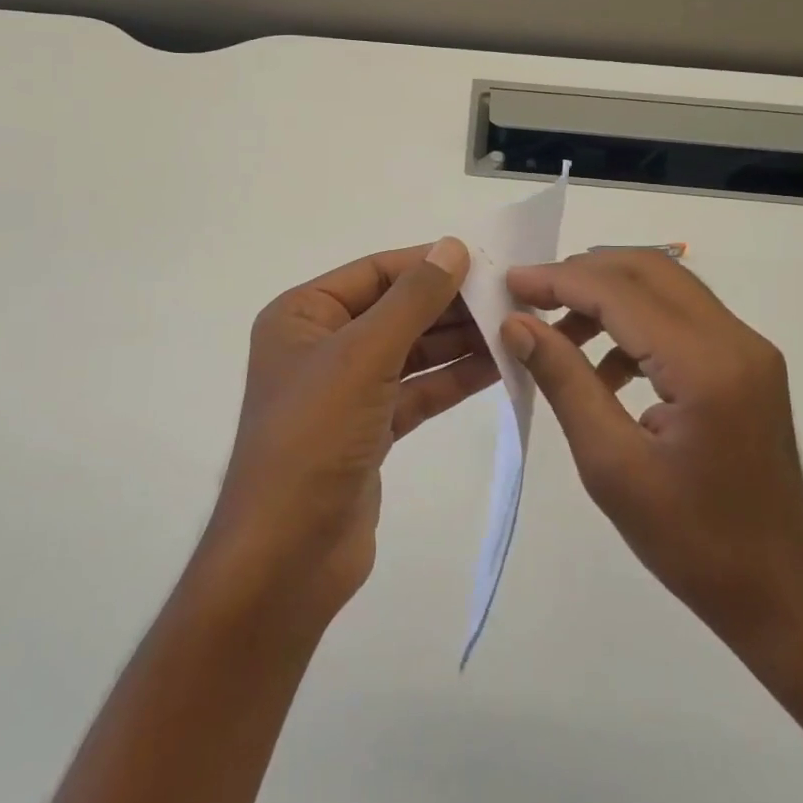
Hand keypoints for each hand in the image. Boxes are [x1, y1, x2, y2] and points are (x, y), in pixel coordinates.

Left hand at [201, 238, 497, 627]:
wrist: (287, 556)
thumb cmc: (315, 437)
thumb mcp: (363, 355)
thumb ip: (412, 299)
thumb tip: (452, 246)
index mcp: (302, 315)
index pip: (374, 272)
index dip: (427, 263)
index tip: (485, 260)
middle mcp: (321, 345)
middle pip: (395, 310)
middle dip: (449, 305)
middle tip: (510, 296)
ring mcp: (346, 389)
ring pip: (410, 351)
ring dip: (458, 341)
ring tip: (515, 327)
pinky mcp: (369, 429)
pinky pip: (417, 390)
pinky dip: (453, 379)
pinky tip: (499, 366)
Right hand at [502, 250, 802, 662]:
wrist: (780, 595)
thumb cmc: (691, 542)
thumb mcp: (610, 464)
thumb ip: (564, 381)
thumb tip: (517, 324)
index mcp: (705, 366)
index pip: (620, 293)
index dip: (559, 280)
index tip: (510, 283)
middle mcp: (736, 340)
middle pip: (649, 270)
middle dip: (583, 273)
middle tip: (531, 295)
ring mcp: (748, 349)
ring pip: (667, 287)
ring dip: (609, 295)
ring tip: (558, 332)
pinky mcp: (748, 364)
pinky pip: (683, 318)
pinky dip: (636, 323)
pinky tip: (604, 368)